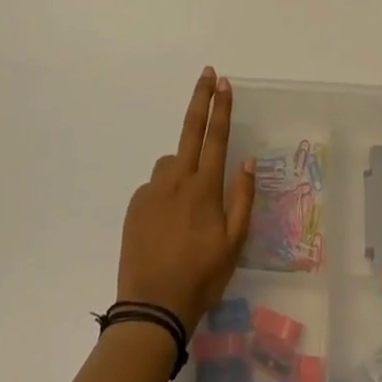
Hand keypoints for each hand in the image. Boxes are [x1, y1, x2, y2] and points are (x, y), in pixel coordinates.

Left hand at [117, 68, 256, 334]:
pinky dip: (165, 191)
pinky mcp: (135, 204)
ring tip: (189, 204)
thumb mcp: (234, 243)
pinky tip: (169, 222)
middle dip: (200, 99)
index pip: (216, 137)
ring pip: (171, 163)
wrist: (152, 307)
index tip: (224, 82)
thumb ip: (242, 198)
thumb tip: (246, 162)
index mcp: (204, 188)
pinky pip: (155, 186)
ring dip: (183, 166)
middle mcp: (176, 180)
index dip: (221, 108)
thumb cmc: (202, 276)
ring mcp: (152, 190)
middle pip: (190, 130)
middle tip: (207, 74)